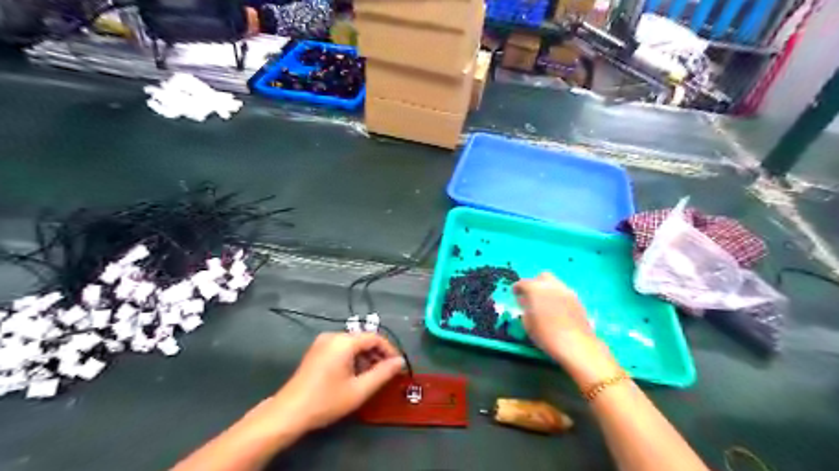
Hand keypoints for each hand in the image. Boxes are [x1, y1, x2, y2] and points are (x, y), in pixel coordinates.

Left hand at [264, 332, 402, 433]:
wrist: (289, 412)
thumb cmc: (326, 400)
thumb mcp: (359, 390)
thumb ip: (383, 373)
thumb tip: (399, 361)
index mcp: (344, 341)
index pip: (375, 338)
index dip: (389, 350)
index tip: (397, 366)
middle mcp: (333, 336)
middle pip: (363, 339)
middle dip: (377, 355)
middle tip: (386, 373)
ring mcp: (322, 342)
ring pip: (352, 344)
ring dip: (365, 358)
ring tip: (371, 377)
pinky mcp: (316, 351)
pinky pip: (341, 348)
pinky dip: (352, 358)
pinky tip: (353, 375)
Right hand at [512, 272, 621, 386]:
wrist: (576, 344)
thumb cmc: (546, 335)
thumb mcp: (527, 323)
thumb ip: (525, 307)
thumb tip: (525, 301)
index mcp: (535, 289)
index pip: (522, 283)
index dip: (517, 289)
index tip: (516, 295)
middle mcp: (551, 285)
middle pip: (541, 277)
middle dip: (535, 283)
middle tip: (531, 296)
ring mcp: (566, 291)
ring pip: (554, 283)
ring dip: (547, 289)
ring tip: (544, 303)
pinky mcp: (577, 299)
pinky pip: (563, 292)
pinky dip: (557, 296)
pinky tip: (556, 309)